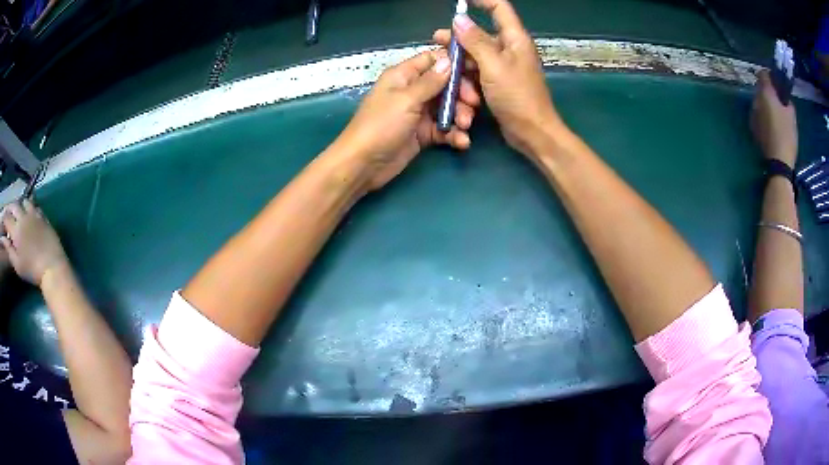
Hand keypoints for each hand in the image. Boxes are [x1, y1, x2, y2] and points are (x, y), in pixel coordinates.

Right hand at [1, 199, 69, 285]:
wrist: (51, 267)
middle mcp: (23, 217)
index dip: (4, 218)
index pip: (7, 218)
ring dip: (19, 204)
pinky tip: (28, 212)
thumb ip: (8, 249)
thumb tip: (2, 238)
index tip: (3, 222)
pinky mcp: (42, 215)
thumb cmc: (32, 270)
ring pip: (24, 201)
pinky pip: (34, 205)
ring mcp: (34, 214)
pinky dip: (29, 205)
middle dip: (10, 208)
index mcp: (16, 229)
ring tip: (17, 212)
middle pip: (14, 205)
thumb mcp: (17, 264)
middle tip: (8, 214)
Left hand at [335, 49, 480, 190]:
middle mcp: (413, 91)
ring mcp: (418, 113)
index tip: (475, 70)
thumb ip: (430, 81)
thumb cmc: (381, 125)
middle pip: (445, 85)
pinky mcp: (423, 134)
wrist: (364, 164)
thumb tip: (449, 60)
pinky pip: (444, 129)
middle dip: (461, 94)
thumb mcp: (406, 99)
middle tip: (473, 104)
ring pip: (448, 107)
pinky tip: (462, 142)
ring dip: (460, 115)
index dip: (453, 63)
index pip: (432, 60)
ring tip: (464, 126)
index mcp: (403, 76)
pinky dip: (454, 134)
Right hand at [433, 0, 563, 156]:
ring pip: (476, 53)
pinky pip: (478, 70)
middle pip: (481, 33)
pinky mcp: (498, 81)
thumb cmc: (517, 97)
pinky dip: (467, 73)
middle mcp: (510, 48)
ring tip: (441, 63)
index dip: (482, 0)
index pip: (499, 8)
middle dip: (459, 36)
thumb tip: (458, 19)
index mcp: (514, 39)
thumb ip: (475, 41)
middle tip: (436, 39)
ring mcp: (504, 65)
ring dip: (460, 58)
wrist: (532, 132)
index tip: (461, 0)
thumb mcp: (493, 66)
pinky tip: (454, 80)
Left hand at [751, 70, 797, 166]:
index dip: (770, 76)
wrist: (779, 161)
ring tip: (776, 113)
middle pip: (760, 87)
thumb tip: (785, 98)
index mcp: (765, 93)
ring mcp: (753, 113)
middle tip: (778, 99)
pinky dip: (763, 114)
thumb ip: (787, 101)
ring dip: (765, 103)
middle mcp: (756, 99)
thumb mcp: (791, 115)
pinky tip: (771, 124)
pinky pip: (758, 113)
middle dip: (768, 90)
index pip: (763, 74)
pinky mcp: (753, 126)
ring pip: (758, 101)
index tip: (776, 82)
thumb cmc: (787, 135)